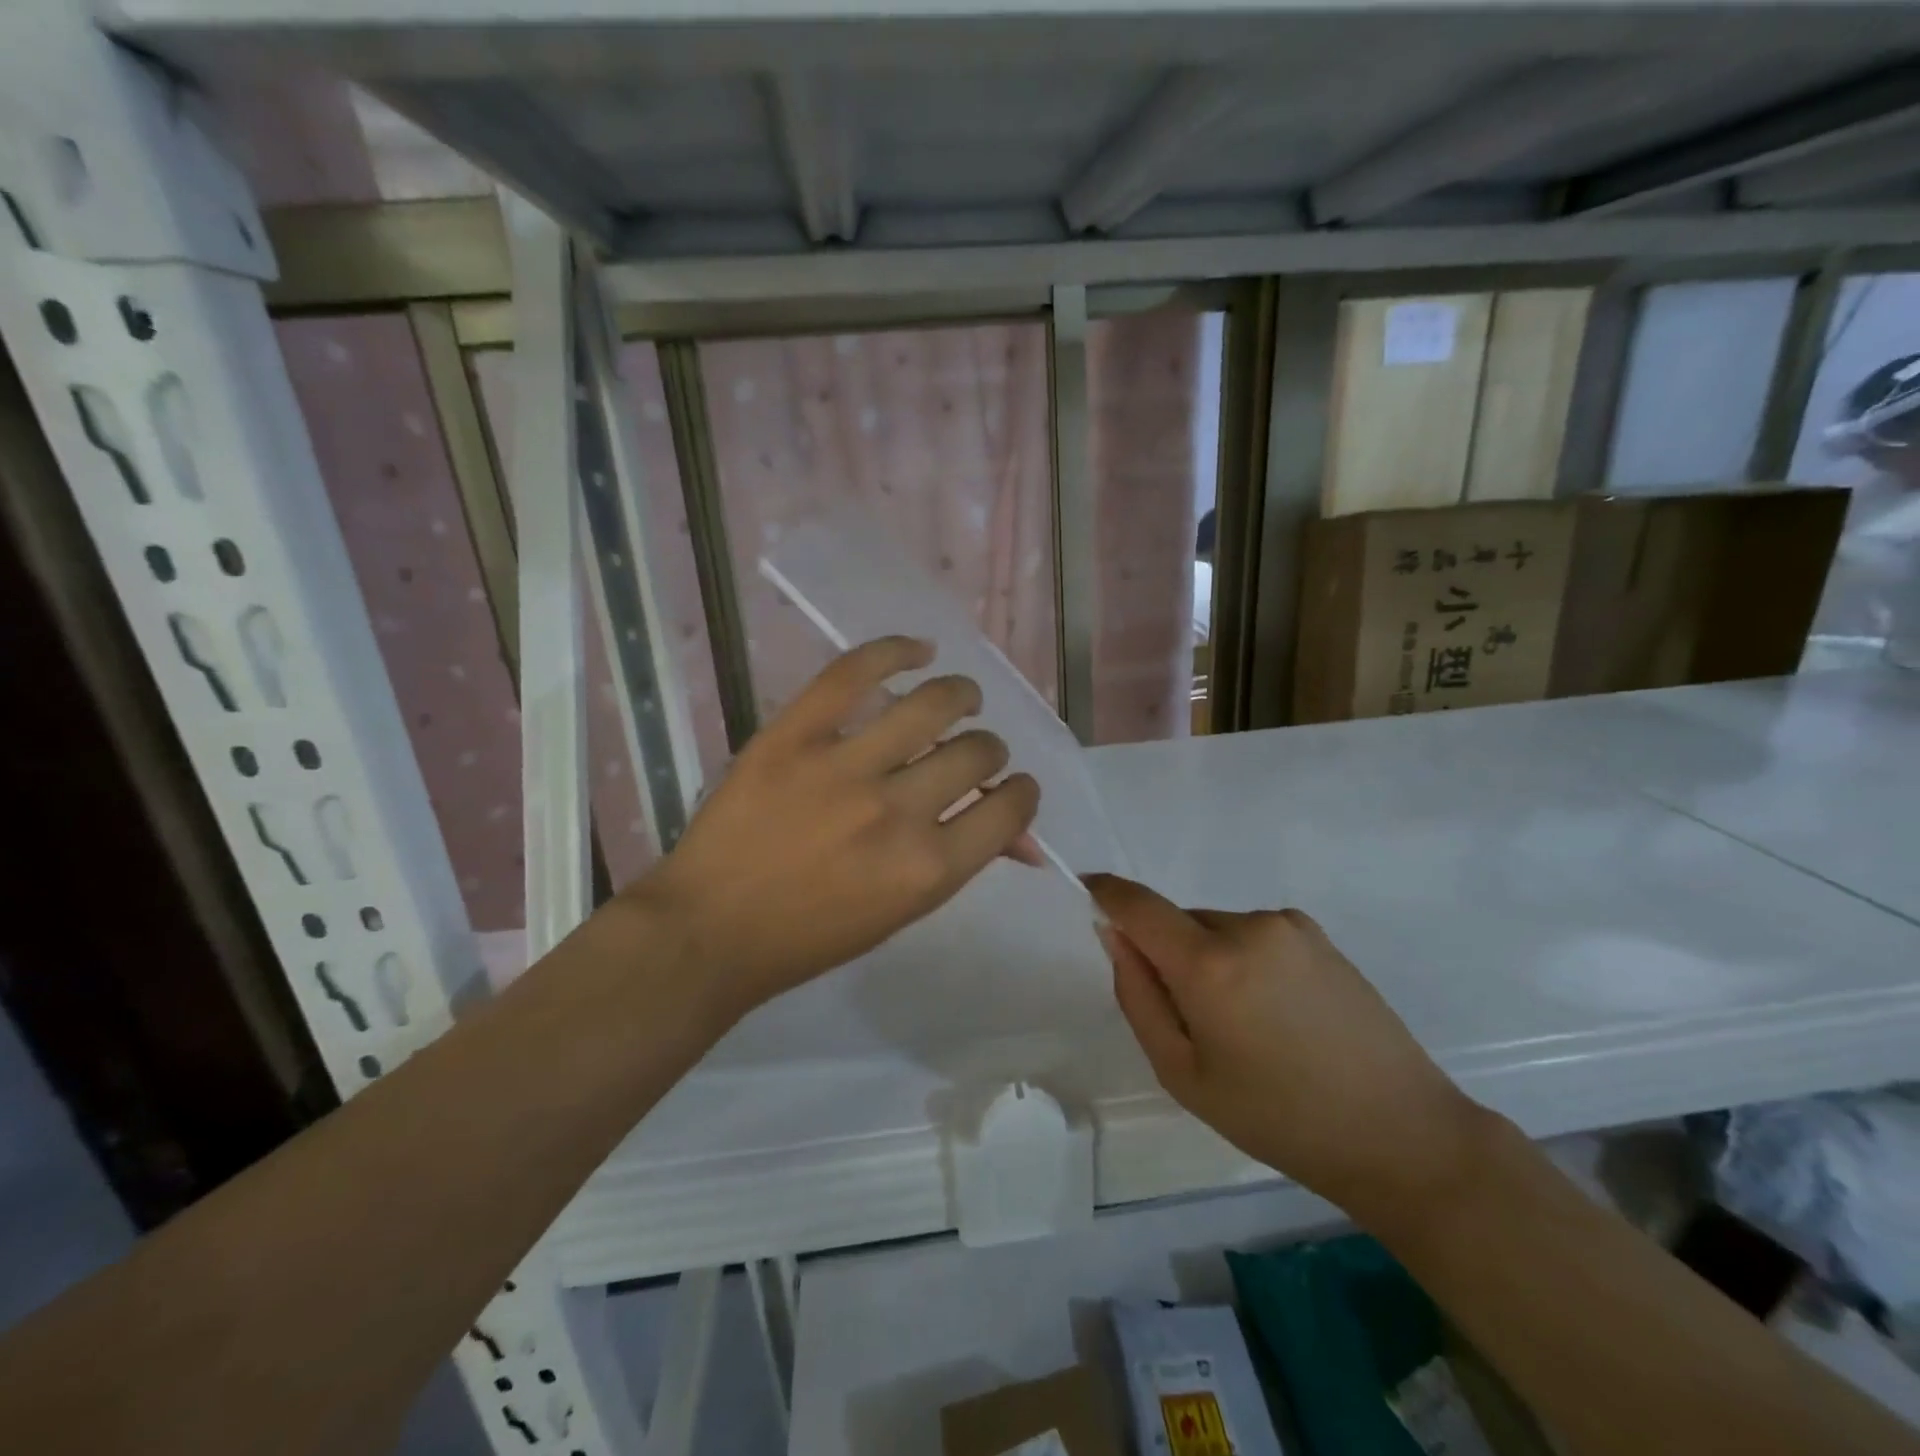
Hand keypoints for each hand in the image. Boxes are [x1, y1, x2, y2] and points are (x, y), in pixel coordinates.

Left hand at [627, 637, 1040, 1025]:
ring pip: (933, 704)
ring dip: (962, 696)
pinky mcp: (795, 733)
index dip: (1023, 792)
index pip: (1008, 809)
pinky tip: (919, 651)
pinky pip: (855, 672)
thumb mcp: (900, 913)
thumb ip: (960, 864)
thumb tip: (1020, 838)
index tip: (1014, 785)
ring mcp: (843, 766)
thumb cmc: (810, 936)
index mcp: (927, 868)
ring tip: (962, 697)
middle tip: (974, 752)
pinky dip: (895, 651)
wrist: (709, 929)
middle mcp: (897, 812)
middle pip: (978, 753)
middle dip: (989, 752)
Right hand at [1087, 874, 1487, 1218]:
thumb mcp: (1184, 1074)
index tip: (1086, 891)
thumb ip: (1137, 996)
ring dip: (1208, 960)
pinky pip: (1252, 934)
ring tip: (1246, 1027)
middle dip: (1168, 954)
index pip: (1137, 904)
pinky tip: (1278, 1014)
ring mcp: (1288, 925)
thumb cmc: (1278, 1117)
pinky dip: (1243, 960)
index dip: (1105, 892)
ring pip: (1215, 929)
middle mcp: (1248, 926)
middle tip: (1194, 1022)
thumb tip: (1114, 934)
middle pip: (1178, 922)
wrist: (1400, 1133)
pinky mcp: (1317, 934)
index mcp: (1209, 964)